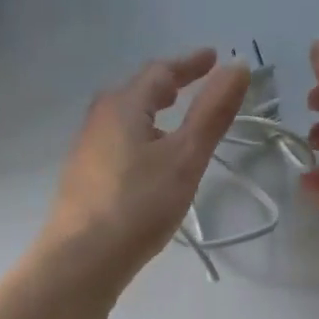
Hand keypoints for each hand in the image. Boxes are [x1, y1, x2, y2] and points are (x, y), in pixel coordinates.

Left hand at [36, 48, 249, 290]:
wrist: (81, 260)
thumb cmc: (138, 205)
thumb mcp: (184, 158)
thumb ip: (211, 113)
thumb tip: (237, 65)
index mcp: (123, 106)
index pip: (160, 72)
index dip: (190, 64)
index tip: (214, 58)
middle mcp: (98, 121)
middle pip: (135, 93)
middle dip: (165, 87)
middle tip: (191, 87)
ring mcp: (85, 151)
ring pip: (122, 121)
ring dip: (150, 115)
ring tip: (174, 128)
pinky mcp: (82, 180)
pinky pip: (115, 145)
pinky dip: (138, 140)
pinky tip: (147, 166)